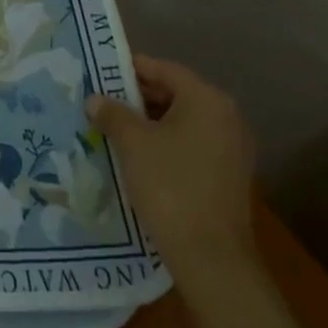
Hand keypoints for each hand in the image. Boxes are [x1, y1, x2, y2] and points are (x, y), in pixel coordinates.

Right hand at [86, 55, 257, 285]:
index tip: (100, 74)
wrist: (211, 258)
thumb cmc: (170, 186)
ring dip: (150, 123)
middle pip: (175, 94)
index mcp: (207, 100)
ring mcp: (232, 149)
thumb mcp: (132, 143)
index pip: (163, 69)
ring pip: (182, 122)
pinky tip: (138, 157)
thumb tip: (95, 99)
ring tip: (114, 129)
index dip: (130, 69)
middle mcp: (226, 117)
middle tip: (102, 102)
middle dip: (137, 98)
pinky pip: (192, 145)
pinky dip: (166, 144)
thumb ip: (112, 113)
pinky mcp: (229, 176)